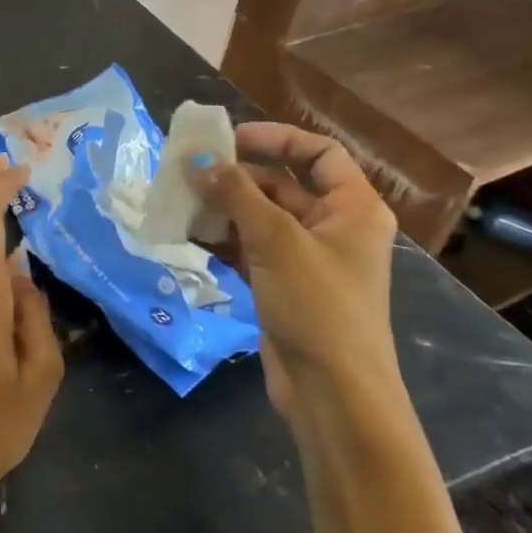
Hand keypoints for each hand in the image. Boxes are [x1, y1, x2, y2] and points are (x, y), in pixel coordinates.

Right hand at [188, 123, 399, 424]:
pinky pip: (248, 247)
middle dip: (235, 176)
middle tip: (188, 172)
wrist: (333, 394)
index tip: (229, 140)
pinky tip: (186, 233)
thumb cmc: (318, 305)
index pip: (318, 152)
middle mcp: (332, 227)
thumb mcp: (276, 240)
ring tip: (179, 200)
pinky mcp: (282, 284)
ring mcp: (306, 258)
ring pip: (259, 216)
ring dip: (221, 207)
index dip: (275, 138)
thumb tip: (198, 161)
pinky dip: (221, 238)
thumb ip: (235, 194)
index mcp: (352, 208)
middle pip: (281, 183)